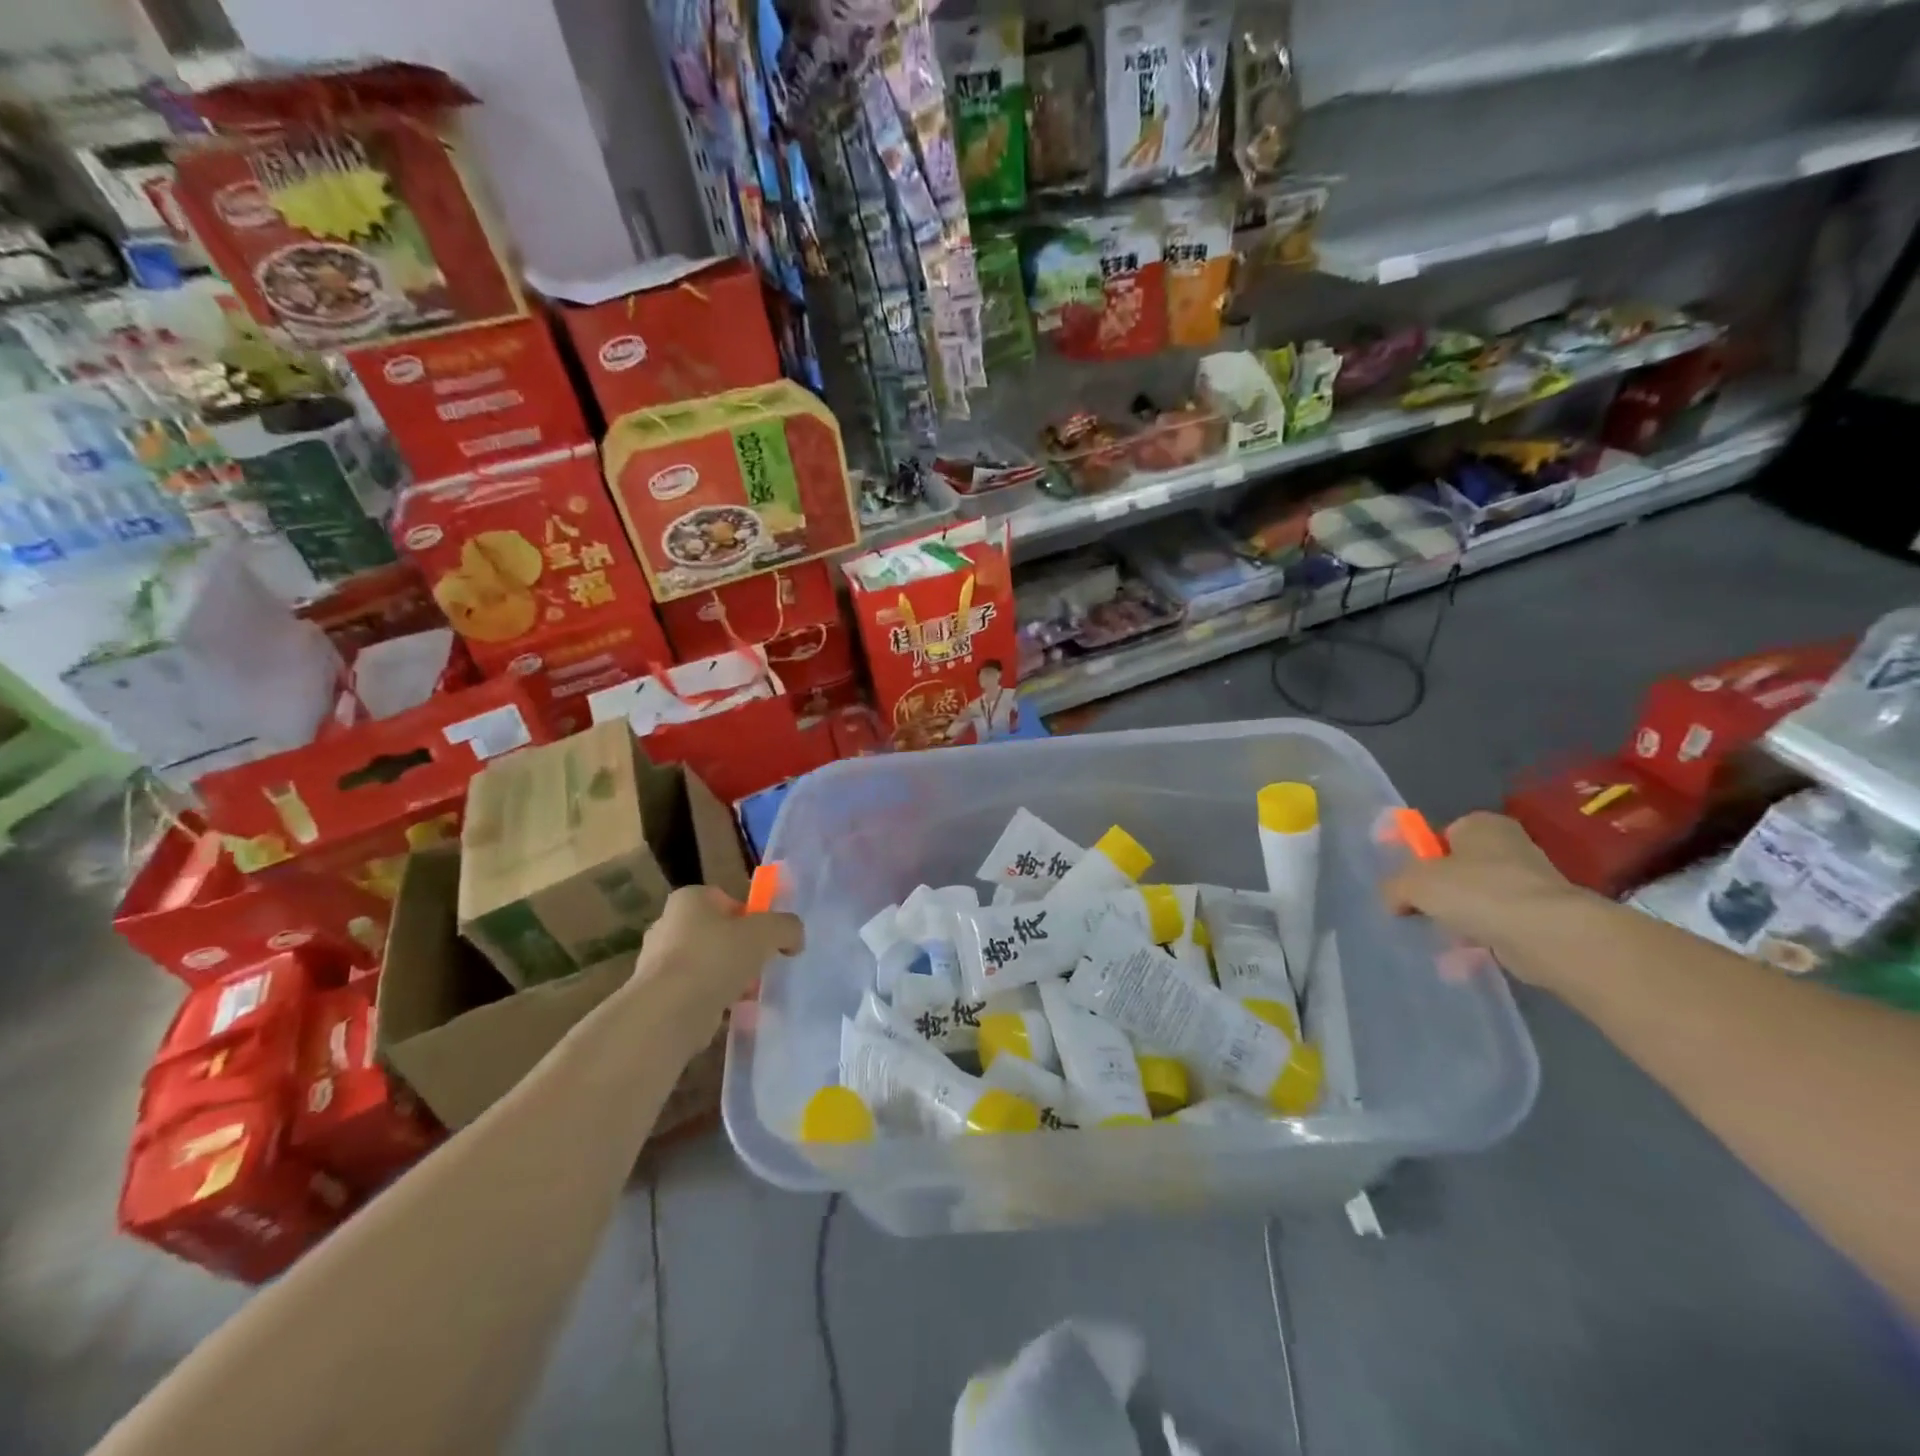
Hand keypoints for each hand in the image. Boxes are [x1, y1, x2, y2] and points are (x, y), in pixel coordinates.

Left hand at [631, 885, 803, 1027]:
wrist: (669, 1012)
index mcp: (689, 900)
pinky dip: (714, 1001)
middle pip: (718, 934)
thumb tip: (794, 939)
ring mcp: (658, 963)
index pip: (726, 900)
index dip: (751, 917)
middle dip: (741, 951)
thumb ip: (787, 927)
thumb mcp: (767, 932)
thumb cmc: (716, 957)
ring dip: (730, 978)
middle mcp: (668, 925)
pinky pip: (696, 993)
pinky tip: (732, 1013)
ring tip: (749, 995)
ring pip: (708, 965)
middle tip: (760, 967)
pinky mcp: (657, 996)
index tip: (765, 939)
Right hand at [1382, 812, 1589, 979]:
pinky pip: (1498, 925)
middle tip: (1420, 910)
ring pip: (1478, 899)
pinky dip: (1481, 938)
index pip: (1441, 835)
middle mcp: (1509, 846)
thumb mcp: (1414, 883)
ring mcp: (1530, 883)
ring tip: (1441, 937)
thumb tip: (1393, 900)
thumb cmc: (1476, 891)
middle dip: (1440, 892)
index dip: (1421, 858)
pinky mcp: (1542, 917)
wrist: (1546, 934)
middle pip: (1459, 869)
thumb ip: (1394, 887)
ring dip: (1459, 918)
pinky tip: (1464, 955)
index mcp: (1480, 824)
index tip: (1408, 883)